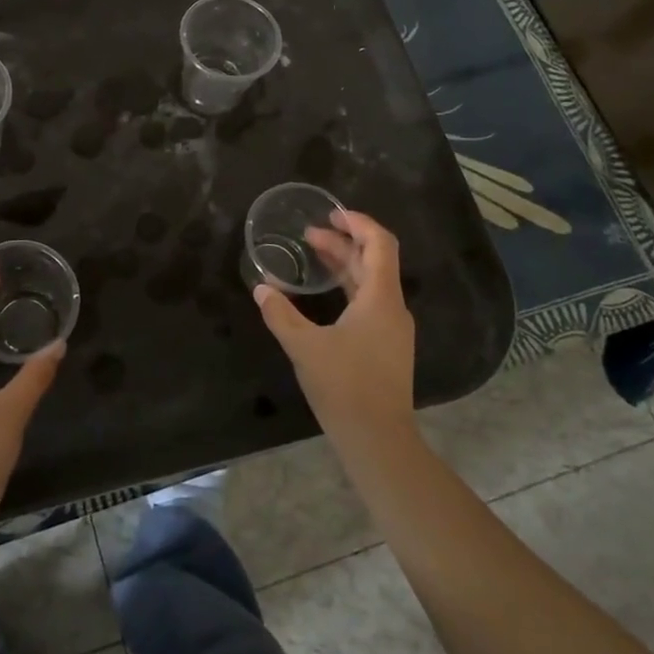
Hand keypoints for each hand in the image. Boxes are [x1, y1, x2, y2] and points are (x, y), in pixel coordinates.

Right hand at [254, 209, 415, 447]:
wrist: (378, 439)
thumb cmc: (344, 386)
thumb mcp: (304, 347)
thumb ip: (281, 314)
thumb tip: (261, 289)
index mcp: (381, 299)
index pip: (380, 244)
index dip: (358, 223)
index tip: (330, 214)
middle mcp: (392, 308)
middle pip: (373, 261)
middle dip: (343, 242)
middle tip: (308, 234)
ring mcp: (392, 329)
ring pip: (372, 282)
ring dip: (345, 265)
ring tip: (313, 255)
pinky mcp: (386, 346)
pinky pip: (370, 302)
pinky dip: (348, 287)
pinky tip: (325, 295)